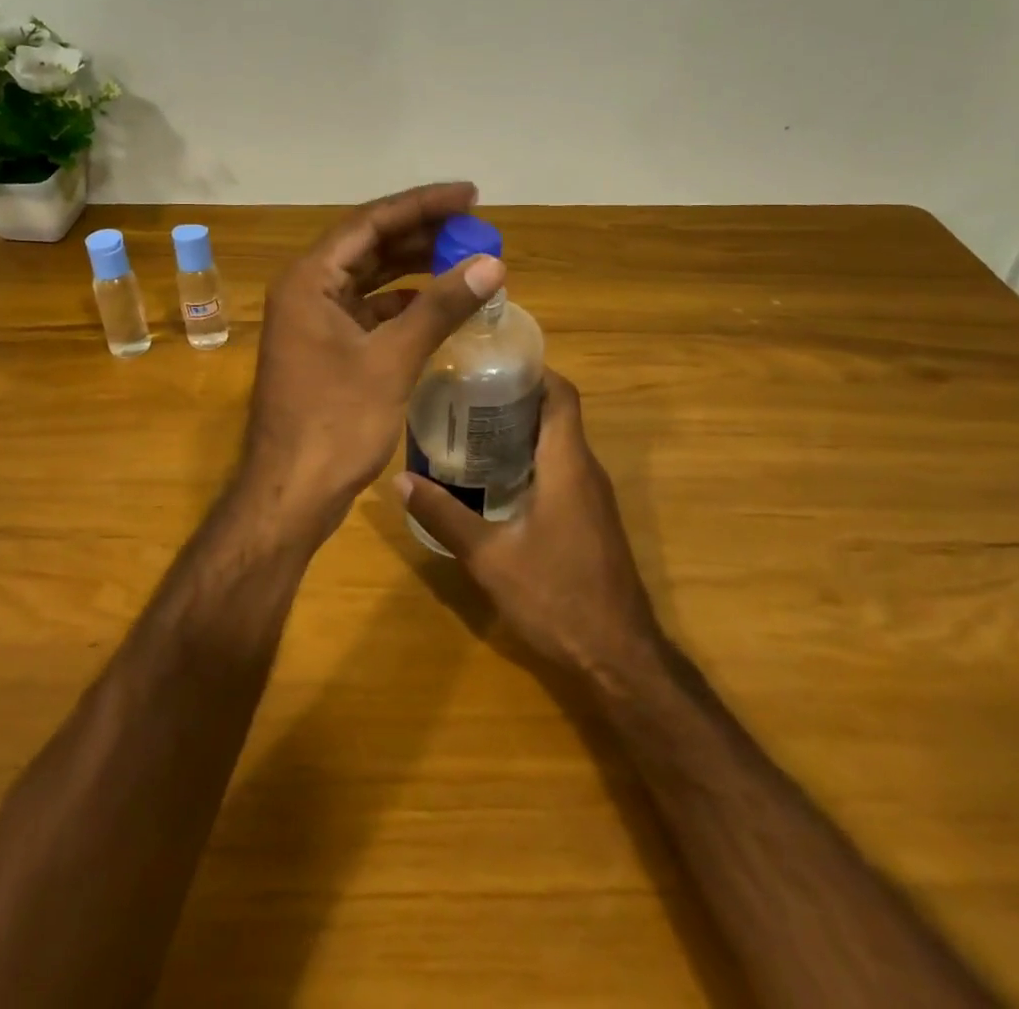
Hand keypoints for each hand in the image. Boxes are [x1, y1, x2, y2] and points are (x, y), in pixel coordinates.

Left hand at [241, 182, 505, 534]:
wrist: (292, 494)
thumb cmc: (336, 423)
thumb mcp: (392, 360)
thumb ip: (441, 307)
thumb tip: (491, 264)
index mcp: (310, 280)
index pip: (370, 222)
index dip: (423, 205)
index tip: (470, 196)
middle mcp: (307, 290)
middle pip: (369, 244)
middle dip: (422, 233)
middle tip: (474, 226)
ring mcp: (314, 321)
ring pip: (370, 278)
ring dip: (414, 267)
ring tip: (464, 257)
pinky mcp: (327, 348)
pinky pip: (369, 311)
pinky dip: (404, 304)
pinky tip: (439, 304)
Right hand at [396, 371, 661, 678]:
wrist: (618, 656)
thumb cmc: (556, 596)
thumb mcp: (489, 557)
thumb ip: (445, 515)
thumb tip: (401, 480)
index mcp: (567, 465)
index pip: (561, 395)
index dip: (533, 370)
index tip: (491, 362)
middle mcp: (586, 470)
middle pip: (556, 414)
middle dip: (515, 398)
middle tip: (464, 394)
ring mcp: (593, 496)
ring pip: (559, 443)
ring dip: (521, 430)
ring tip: (469, 428)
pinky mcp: (591, 518)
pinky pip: (562, 470)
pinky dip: (530, 459)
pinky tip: (493, 478)